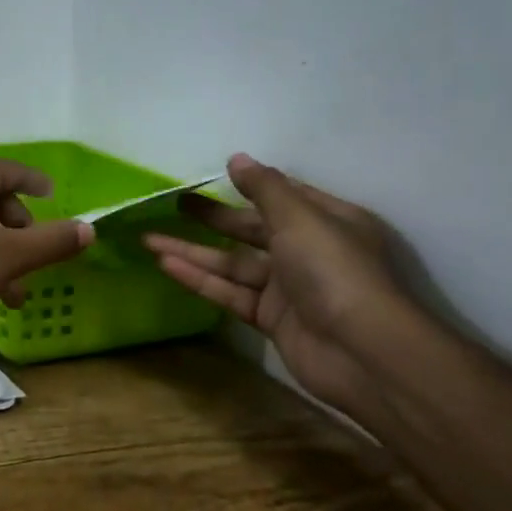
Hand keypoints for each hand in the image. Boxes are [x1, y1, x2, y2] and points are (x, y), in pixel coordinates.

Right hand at [145, 154, 412, 418]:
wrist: (362, 352)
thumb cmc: (335, 271)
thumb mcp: (300, 218)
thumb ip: (265, 188)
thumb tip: (236, 158)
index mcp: (328, 221)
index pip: (284, 196)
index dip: (250, 186)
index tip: (214, 176)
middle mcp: (309, 251)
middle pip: (252, 229)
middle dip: (213, 218)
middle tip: (174, 204)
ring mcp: (290, 288)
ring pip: (234, 263)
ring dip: (193, 251)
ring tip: (149, 237)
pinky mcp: (272, 319)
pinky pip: (230, 293)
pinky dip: (200, 279)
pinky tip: (166, 264)